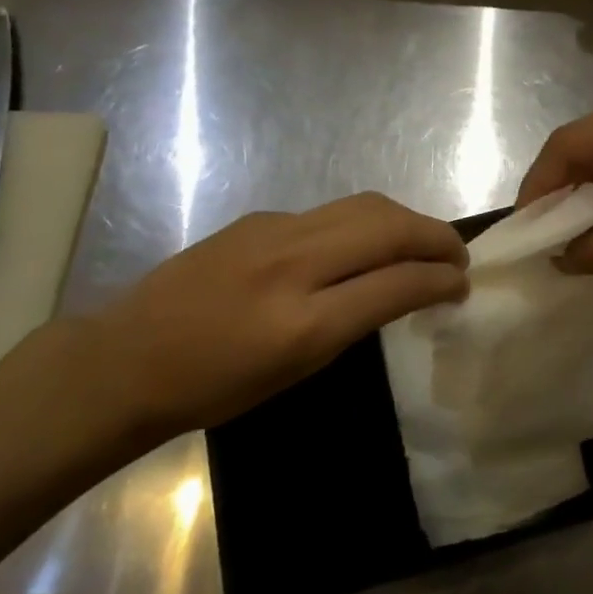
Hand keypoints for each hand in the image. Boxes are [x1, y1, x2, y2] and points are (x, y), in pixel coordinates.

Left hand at [77, 193, 468, 435]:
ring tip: (424, 241)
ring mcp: (274, 232)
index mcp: (304, 324)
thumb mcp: (296, 371)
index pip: (396, 284)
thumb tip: (398, 288)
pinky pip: (330, 213)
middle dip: (436, 236)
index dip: (441, 279)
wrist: (129, 357)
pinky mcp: (260, 218)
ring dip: (406, 220)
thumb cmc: (215, 387)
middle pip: (388, 227)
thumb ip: (352, 323)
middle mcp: (294, 266)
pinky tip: (364, 244)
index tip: (462, 283)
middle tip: (457, 255)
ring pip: (363, 206)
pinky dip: (365, 223)